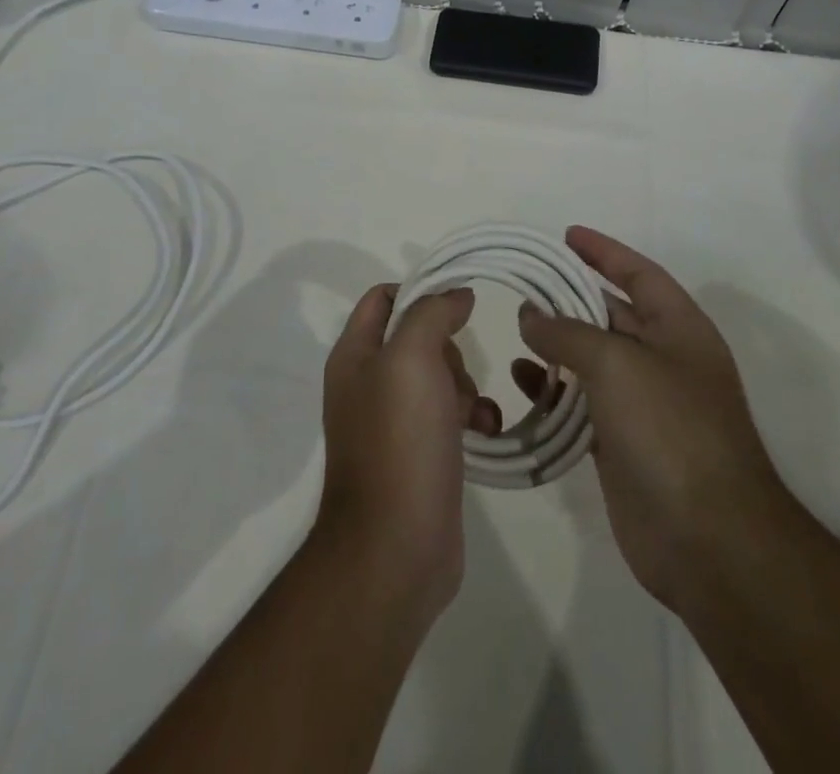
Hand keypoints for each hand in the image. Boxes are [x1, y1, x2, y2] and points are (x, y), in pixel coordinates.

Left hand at [315, 284, 501, 624]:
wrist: (396, 548)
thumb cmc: (400, 440)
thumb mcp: (412, 357)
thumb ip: (431, 313)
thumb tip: (456, 293)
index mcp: (354, 355)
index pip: (384, 297)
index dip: (420, 292)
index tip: (457, 306)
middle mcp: (368, 383)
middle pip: (416, 336)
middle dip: (448, 347)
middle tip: (455, 373)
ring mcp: (392, 421)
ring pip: (439, 376)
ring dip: (466, 384)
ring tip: (473, 410)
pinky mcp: (419, 453)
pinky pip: (450, 415)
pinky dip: (472, 416)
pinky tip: (485, 431)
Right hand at [514, 226, 793, 619]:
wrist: (709, 541)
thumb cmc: (671, 430)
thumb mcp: (617, 364)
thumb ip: (568, 332)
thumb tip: (531, 315)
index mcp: (680, 329)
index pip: (639, 273)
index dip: (604, 251)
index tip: (566, 236)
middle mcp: (664, 360)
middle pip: (612, 313)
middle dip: (571, 297)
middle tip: (524, 282)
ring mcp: (645, 405)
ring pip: (593, 359)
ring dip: (557, 343)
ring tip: (517, 329)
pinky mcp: (622, 444)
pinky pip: (582, 403)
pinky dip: (554, 389)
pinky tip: (522, 381)